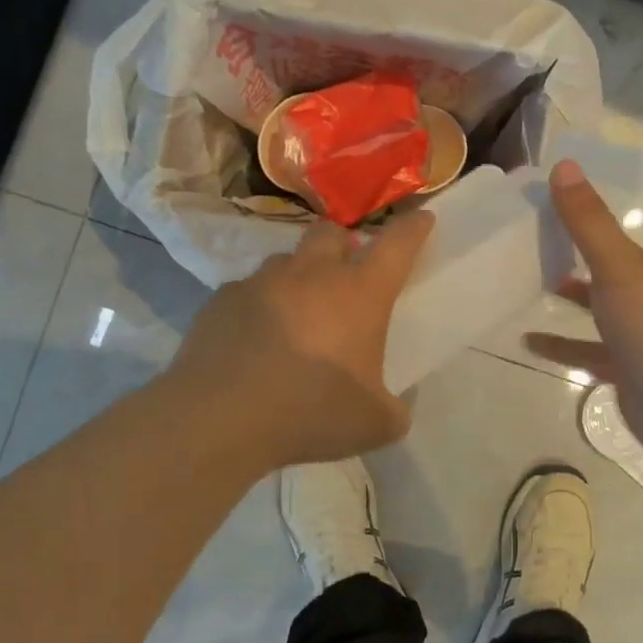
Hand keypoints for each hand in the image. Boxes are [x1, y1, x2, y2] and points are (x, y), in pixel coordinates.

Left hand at [167, 212, 433, 468]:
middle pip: (331, 233)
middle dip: (343, 244)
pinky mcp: (222, 299)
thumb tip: (393, 408)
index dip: (413, 228)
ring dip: (297, 276)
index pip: (397, 245)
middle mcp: (312, 275)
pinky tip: (253, 339)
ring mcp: (262, 282)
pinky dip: (258, 306)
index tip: (421, 219)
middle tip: (345, 274)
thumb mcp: (375, 424)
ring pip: (285, 260)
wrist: (221, 418)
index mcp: (359, 294)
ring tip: (296, 313)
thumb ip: (394, 409)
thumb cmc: (311, 412)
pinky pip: (246, 291)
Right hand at [526, 161, 642, 460]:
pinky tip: (530, 341)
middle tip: (572, 241)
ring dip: (584, 298)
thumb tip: (565, 167)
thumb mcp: (619, 267)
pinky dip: (566, 344)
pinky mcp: (636, 370)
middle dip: (611, 255)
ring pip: (617, 310)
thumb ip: (590, 221)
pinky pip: (596, 351)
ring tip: (545, 283)